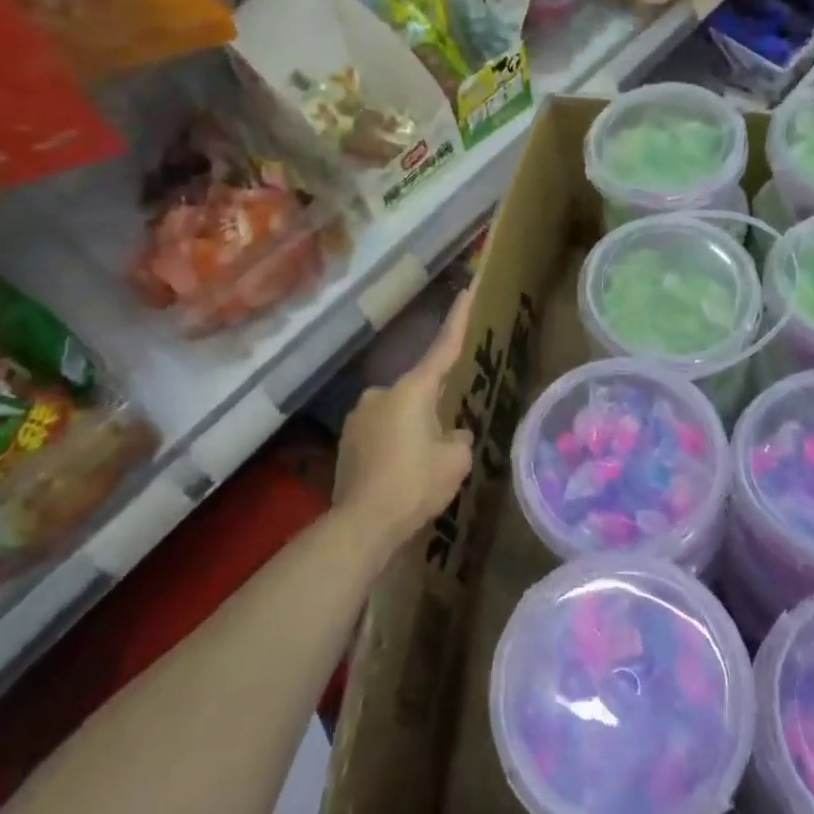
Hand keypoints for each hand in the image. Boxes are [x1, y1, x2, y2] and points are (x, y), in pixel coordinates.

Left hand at [334, 287, 475, 553]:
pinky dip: (394, 444)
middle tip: (445, 441)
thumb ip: (458, 437)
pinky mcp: (347, 439)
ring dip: (412, 428)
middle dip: (434, 408)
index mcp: (413, 390)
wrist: (362, 523)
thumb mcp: (456, 460)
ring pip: (399, 413)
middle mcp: (382, 393)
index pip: (443, 348)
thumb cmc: (416, 484)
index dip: (458, 319)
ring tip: (420, 466)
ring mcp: (359, 415)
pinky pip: (381, 432)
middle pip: (420, 391)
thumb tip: (450, 433)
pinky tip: (400, 473)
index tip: (466, 290)